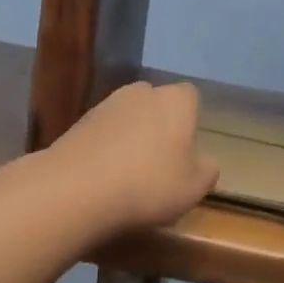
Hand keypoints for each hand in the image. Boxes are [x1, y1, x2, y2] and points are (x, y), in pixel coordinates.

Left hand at [50, 81, 219, 233]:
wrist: (75, 190)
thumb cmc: (148, 184)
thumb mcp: (194, 188)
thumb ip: (207, 170)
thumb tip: (206, 161)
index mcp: (175, 100)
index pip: (190, 97)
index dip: (190, 120)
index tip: (187, 149)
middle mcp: (140, 92)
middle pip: (156, 104)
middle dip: (159, 126)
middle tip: (160, 163)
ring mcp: (105, 105)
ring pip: (127, 118)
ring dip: (130, 138)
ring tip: (129, 175)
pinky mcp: (77, 123)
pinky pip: (102, 133)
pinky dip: (105, 149)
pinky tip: (103, 178)